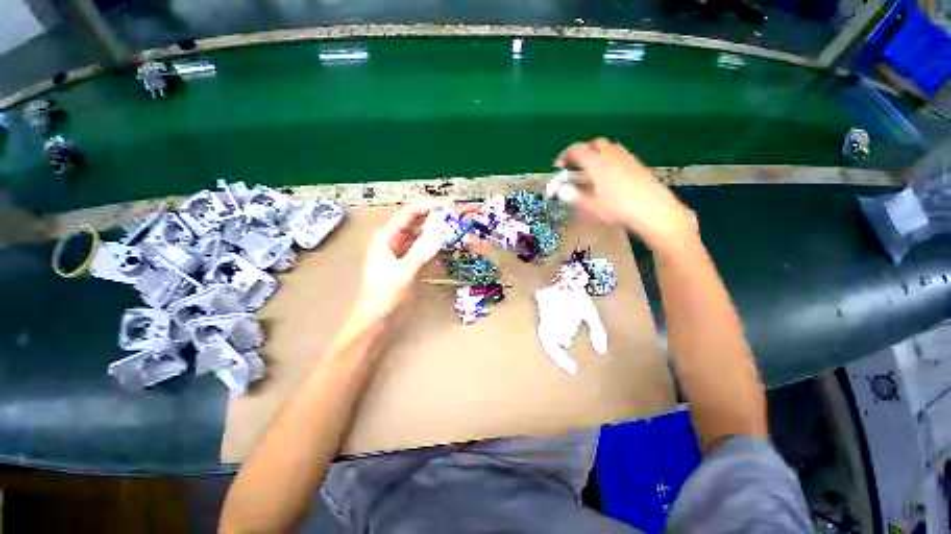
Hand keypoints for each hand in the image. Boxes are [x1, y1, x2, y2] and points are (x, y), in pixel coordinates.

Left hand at [350, 200, 446, 325]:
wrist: (375, 317)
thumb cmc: (385, 294)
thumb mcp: (404, 272)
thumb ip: (422, 252)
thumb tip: (441, 234)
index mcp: (386, 237)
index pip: (408, 214)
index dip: (426, 207)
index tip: (445, 206)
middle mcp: (392, 240)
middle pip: (414, 222)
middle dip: (432, 218)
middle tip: (452, 217)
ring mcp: (399, 251)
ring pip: (419, 235)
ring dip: (434, 231)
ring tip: (452, 229)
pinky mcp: (406, 262)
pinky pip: (421, 249)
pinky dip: (432, 246)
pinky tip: (444, 247)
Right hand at [556, 138, 697, 255]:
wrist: (653, 210)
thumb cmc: (618, 208)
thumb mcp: (591, 206)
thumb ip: (574, 196)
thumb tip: (562, 190)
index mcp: (596, 162)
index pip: (576, 150)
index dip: (565, 155)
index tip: (559, 166)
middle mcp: (611, 154)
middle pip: (593, 143)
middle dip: (582, 151)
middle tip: (575, 166)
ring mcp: (626, 157)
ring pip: (608, 147)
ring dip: (596, 154)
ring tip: (591, 171)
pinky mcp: (637, 163)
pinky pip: (618, 154)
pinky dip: (608, 159)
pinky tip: (608, 176)